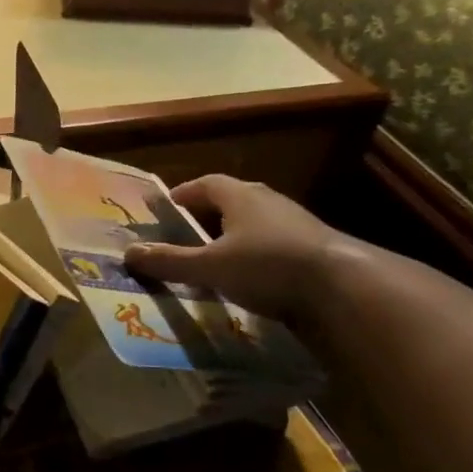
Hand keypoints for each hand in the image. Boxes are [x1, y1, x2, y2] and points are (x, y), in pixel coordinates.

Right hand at [123, 174, 341, 321]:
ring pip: (255, 224)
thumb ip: (169, 261)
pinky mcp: (315, 249)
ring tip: (214, 261)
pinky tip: (249, 280)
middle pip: (231, 201)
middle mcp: (268, 201)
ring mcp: (296, 224)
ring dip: (233, 238)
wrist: (345, 288)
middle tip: (185, 236)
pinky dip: (256, 257)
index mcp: (240, 195)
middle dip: (206, 217)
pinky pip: (274, 246)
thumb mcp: (210, 267)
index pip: (205, 183)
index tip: (165, 210)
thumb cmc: (268, 265)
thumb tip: (128, 254)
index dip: (183, 194)